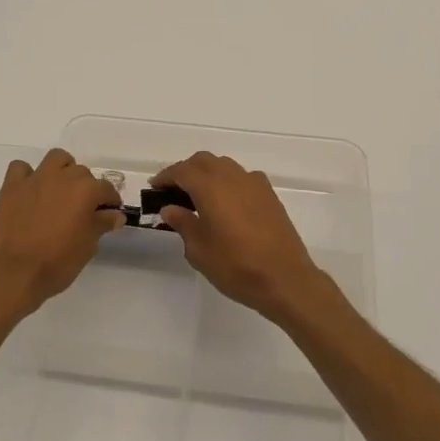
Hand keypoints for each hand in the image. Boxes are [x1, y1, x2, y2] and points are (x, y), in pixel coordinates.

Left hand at [0, 148, 123, 318]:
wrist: (13, 272)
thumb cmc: (56, 263)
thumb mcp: (87, 247)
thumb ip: (101, 224)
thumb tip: (114, 214)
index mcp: (86, 191)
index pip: (106, 189)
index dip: (110, 201)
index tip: (110, 213)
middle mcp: (63, 177)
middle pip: (82, 172)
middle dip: (86, 187)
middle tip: (83, 209)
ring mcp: (35, 178)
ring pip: (56, 159)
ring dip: (62, 170)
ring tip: (60, 191)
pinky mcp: (12, 186)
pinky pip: (21, 168)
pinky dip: (27, 176)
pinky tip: (30, 192)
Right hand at [150, 152, 344, 325]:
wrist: (285, 278)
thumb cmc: (235, 266)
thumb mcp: (199, 250)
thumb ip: (183, 223)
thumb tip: (171, 209)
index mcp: (210, 187)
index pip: (182, 171)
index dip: (166, 177)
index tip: (154, 187)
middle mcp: (232, 177)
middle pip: (203, 161)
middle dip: (186, 170)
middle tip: (173, 190)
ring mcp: (254, 183)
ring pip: (224, 166)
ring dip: (208, 173)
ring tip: (198, 195)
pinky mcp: (269, 195)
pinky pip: (242, 177)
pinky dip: (228, 182)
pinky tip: (226, 202)